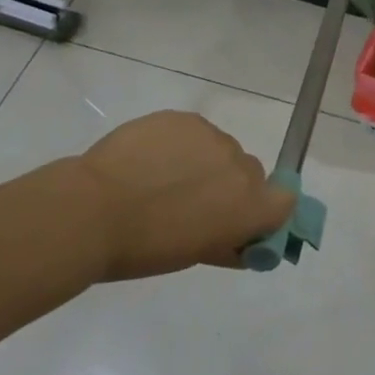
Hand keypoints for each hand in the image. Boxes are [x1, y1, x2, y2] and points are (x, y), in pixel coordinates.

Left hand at [69, 111, 295, 280]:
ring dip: (203, 163)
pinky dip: (178, 145)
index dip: (266, 207)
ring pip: (220, 150)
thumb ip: (227, 244)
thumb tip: (243, 242)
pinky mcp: (186, 119)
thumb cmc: (142, 248)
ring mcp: (215, 138)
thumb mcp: (193, 255)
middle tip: (189, 204)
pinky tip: (147, 160)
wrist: (89, 212)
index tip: (239, 217)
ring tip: (160, 179)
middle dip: (228, 186)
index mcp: (251, 207)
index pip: (285, 200)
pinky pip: (193, 132)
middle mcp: (243, 168)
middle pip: (250, 173)